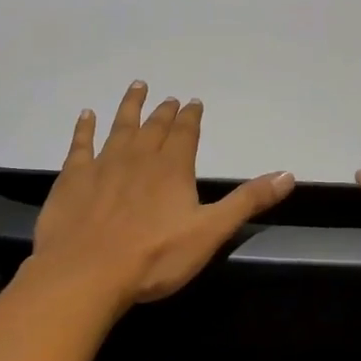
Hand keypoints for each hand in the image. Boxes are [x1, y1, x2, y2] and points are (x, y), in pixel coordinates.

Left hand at [30, 82, 295, 312]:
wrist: (87, 273)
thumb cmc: (154, 257)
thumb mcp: (211, 232)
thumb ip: (247, 201)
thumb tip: (288, 174)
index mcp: (172, 168)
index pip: (185, 134)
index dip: (191, 117)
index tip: (193, 101)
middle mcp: (138, 157)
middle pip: (154, 126)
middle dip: (164, 111)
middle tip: (168, 97)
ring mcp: (103, 165)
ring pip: (120, 126)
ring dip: (130, 106)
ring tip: (137, 86)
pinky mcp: (73, 178)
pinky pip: (80, 144)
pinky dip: (84, 128)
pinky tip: (86, 115)